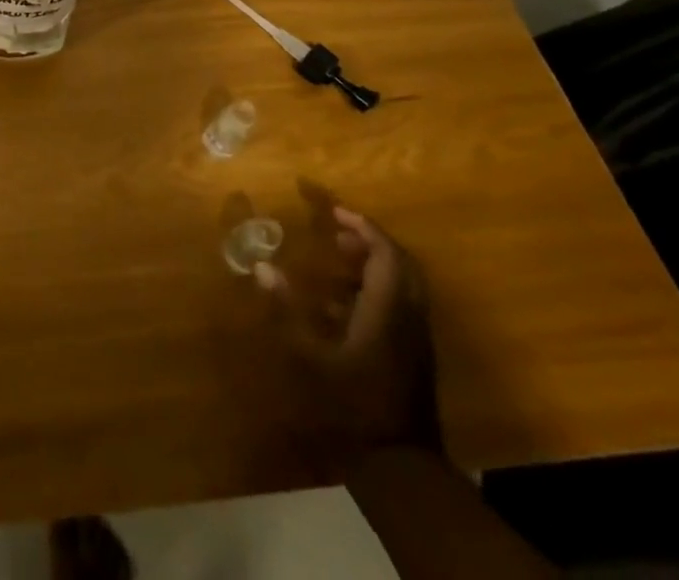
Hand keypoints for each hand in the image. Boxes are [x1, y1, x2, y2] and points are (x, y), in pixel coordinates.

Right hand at [258, 205, 440, 455]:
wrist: (401, 465)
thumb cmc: (352, 403)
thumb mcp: (312, 355)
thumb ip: (288, 308)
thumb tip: (262, 266)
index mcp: (388, 310)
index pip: (386, 253)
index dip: (363, 227)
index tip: (334, 211)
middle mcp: (409, 317)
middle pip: (402, 265)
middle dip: (372, 241)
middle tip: (338, 230)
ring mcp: (416, 338)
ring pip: (404, 285)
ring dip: (374, 265)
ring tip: (337, 259)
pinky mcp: (414, 355)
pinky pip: (401, 305)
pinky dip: (376, 289)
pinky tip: (342, 303)